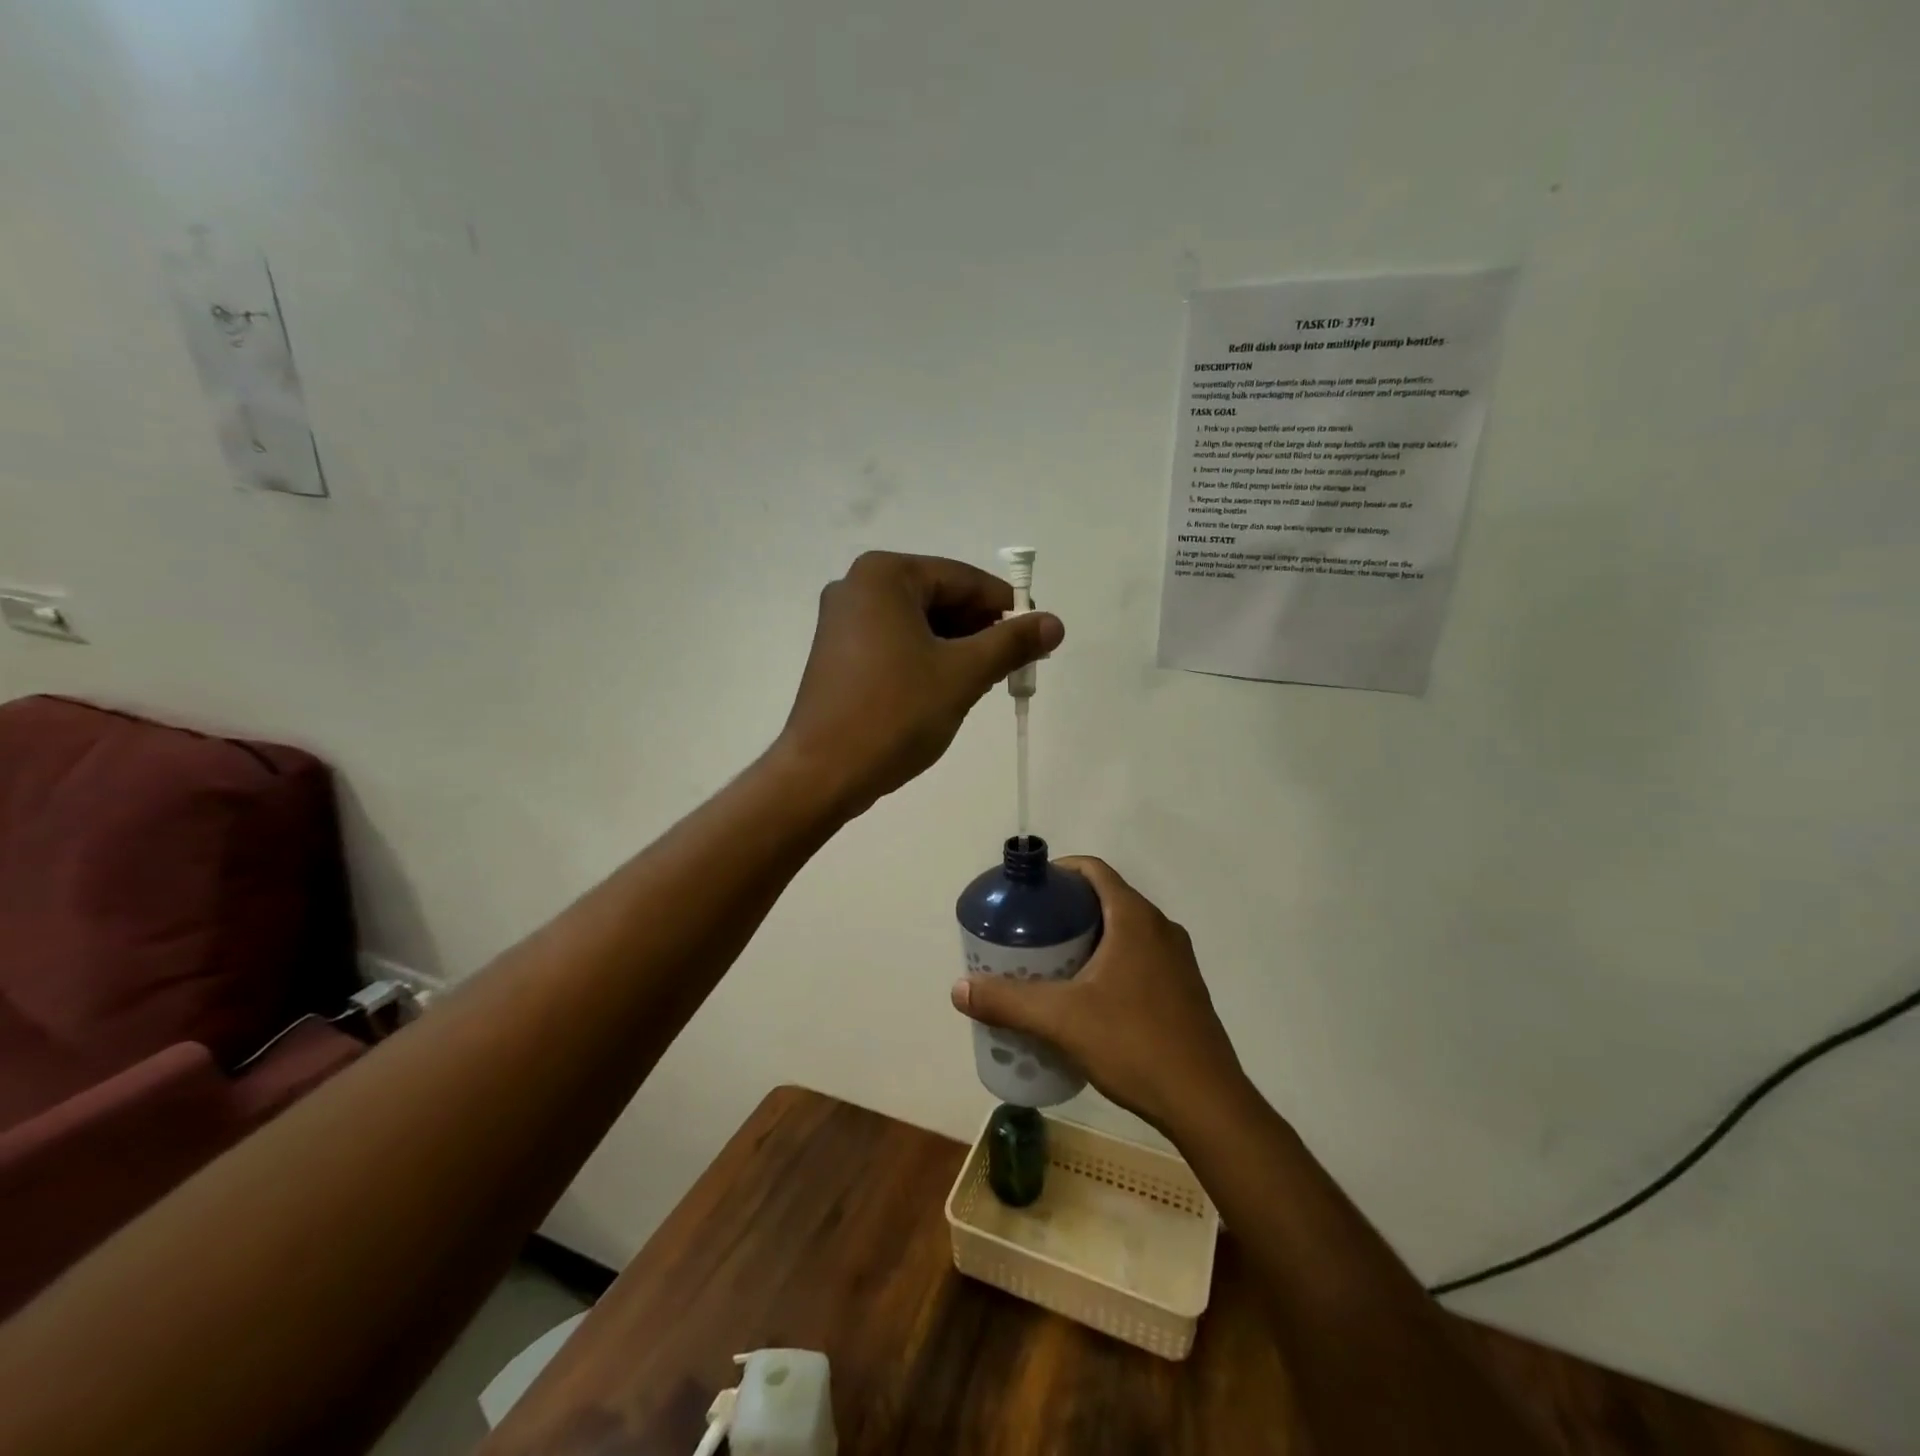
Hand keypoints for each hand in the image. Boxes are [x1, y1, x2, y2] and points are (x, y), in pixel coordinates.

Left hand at [778, 551, 1063, 816]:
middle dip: (980, 629)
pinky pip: (895, 641)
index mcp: (885, 576)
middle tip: (1013, 664)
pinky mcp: (838, 653)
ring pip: (918, 622)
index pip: (963, 578)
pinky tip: (947, 687)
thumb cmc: (895, 714)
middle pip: (939, 597)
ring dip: (956, 646)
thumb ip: (1011, 643)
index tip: (1037, 636)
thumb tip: (1054, 622)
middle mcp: (857, 586)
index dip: (1005, 607)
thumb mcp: (963, 675)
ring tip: (985, 680)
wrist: (823, 772)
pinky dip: (926, 657)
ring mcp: (842, 620)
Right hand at [951, 857, 1248, 1136]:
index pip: (1093, 870)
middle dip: (1066, 910)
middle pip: (1106, 899)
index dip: (1058, 872)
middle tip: (1029, 933)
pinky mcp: (1184, 990)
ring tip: (1050, 965)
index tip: (1028, 894)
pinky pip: (1139, 958)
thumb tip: (959, 988)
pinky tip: (1087, 999)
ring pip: (1124, 931)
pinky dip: (1109, 962)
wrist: (1207, 1104)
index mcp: (1135, 918)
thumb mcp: (1061, 1020)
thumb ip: (1008, 1001)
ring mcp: (1177, 961)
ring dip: (1088, 938)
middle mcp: (1161, 929)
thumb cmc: (1134, 1044)